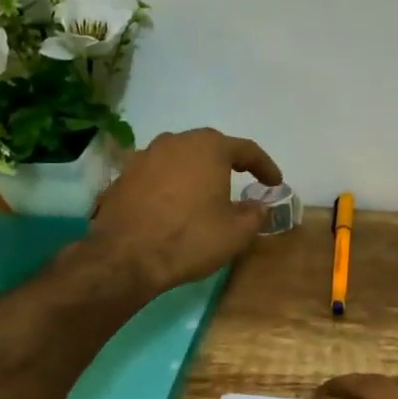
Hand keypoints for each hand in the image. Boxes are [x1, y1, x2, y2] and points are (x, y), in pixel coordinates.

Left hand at [88, 128, 282, 294]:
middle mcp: (175, 142)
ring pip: (180, 159)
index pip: (246, 149)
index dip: (264, 166)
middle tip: (241, 181)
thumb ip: (255, 214)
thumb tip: (259, 206)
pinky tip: (173, 206)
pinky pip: (157, 175)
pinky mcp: (123, 176)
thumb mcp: (236, 232)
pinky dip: (170, 185)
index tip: (274, 183)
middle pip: (209, 148)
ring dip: (195, 173)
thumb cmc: (190, 238)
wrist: (126, 257)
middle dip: (227, 164)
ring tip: (204, 194)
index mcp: (208, 147)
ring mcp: (144, 156)